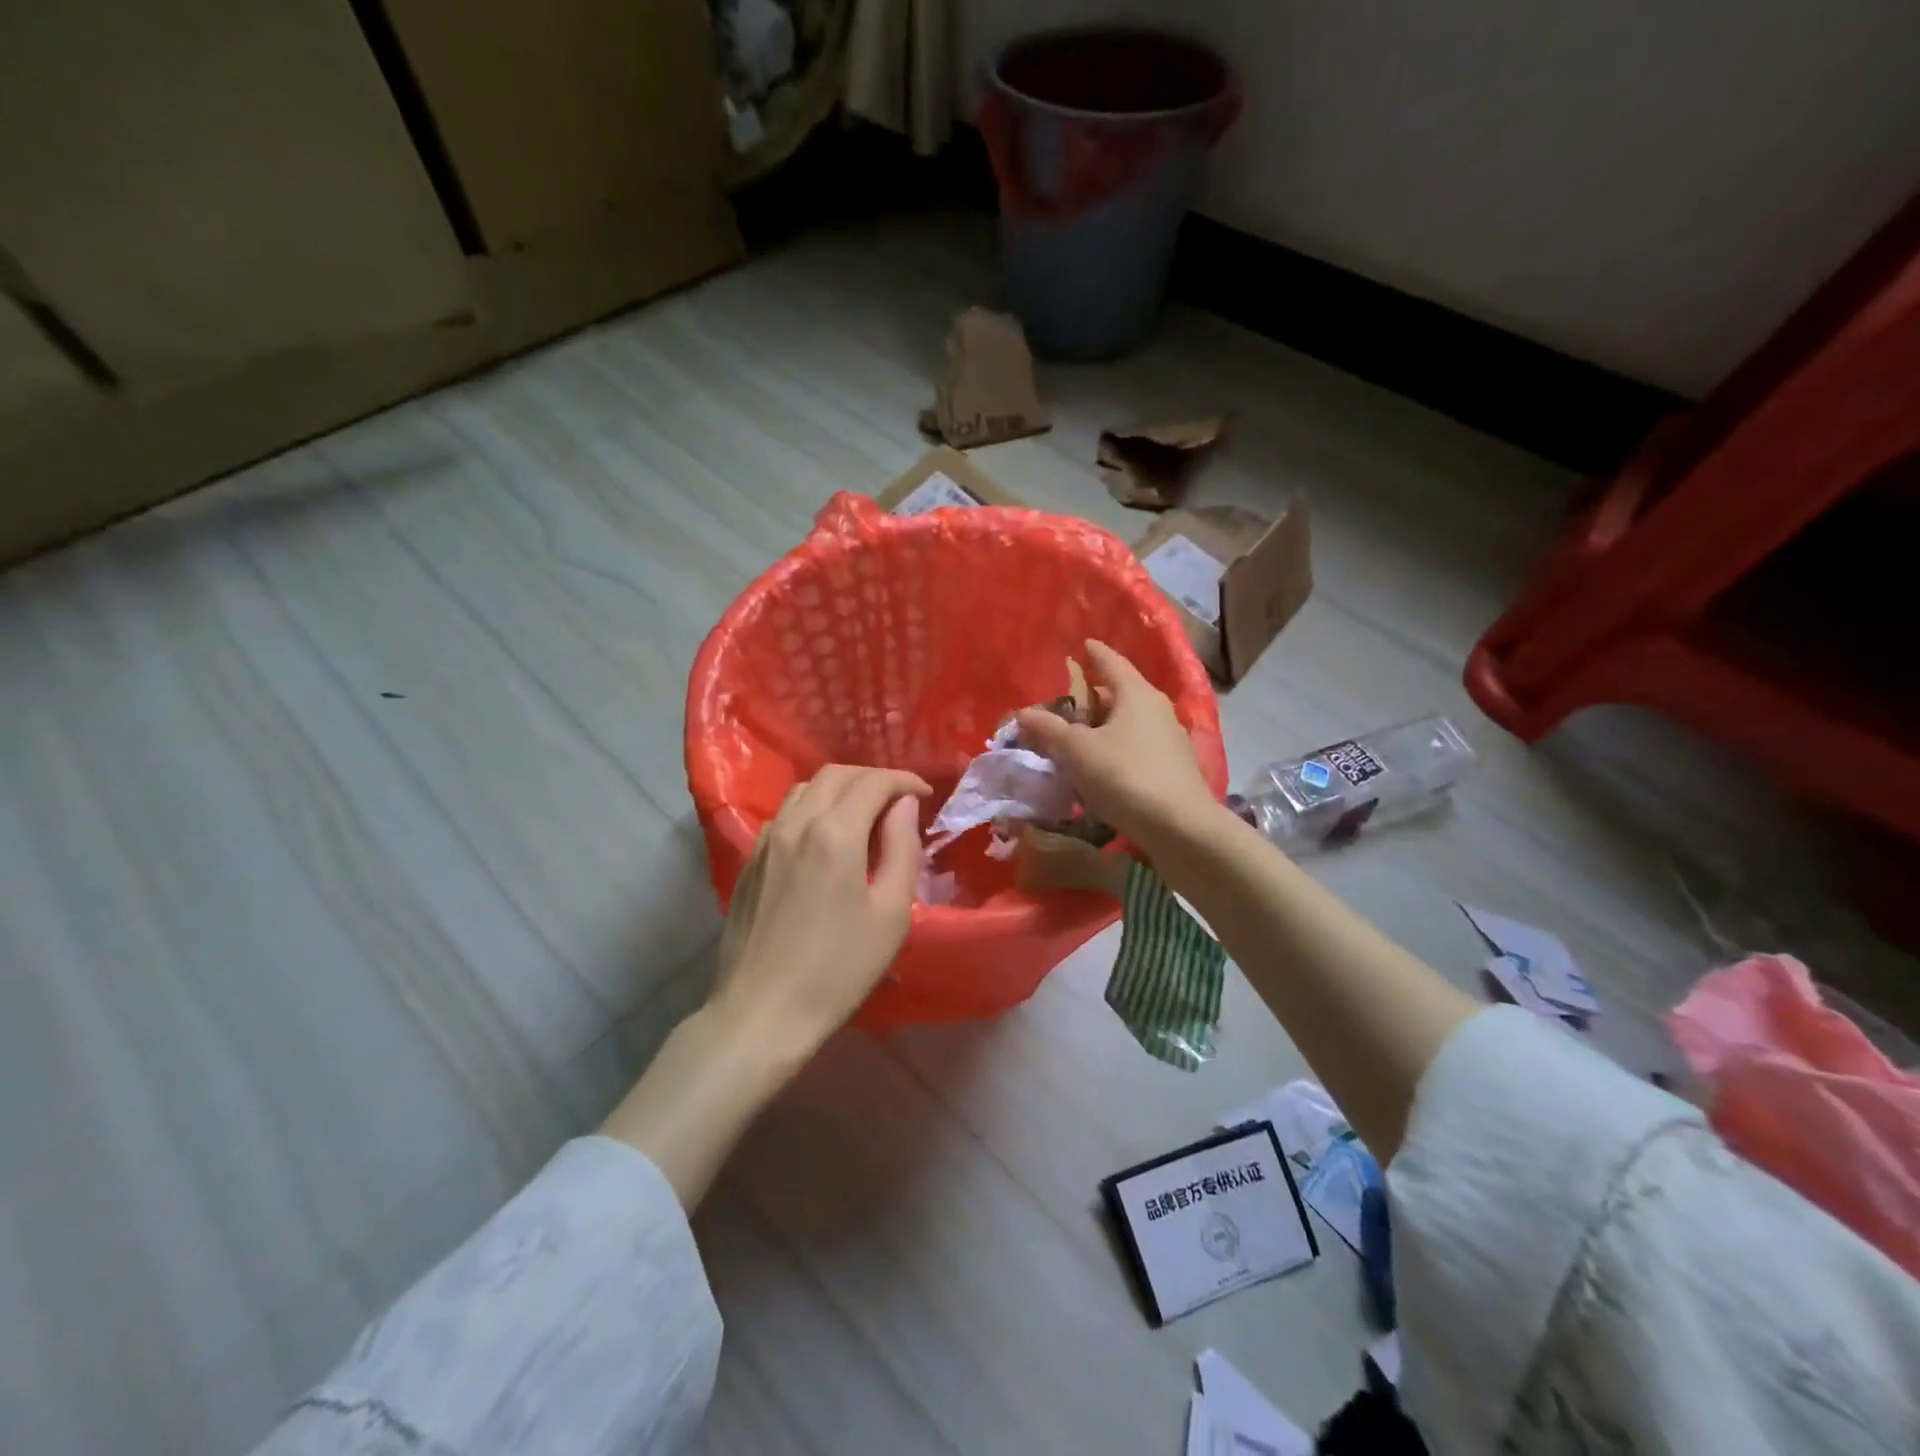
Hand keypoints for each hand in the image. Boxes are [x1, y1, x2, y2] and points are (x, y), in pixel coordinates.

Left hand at [708, 764, 929, 1058]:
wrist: (762, 1012)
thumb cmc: (839, 968)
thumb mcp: (891, 913)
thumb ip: (902, 848)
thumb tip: (904, 806)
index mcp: (835, 832)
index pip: (873, 782)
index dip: (904, 781)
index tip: (925, 795)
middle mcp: (796, 823)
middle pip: (836, 775)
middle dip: (873, 779)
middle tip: (899, 801)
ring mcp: (766, 840)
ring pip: (805, 789)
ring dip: (840, 789)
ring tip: (864, 814)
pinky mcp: (749, 861)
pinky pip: (784, 814)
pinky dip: (812, 809)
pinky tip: (824, 839)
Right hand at [1015, 640, 1219, 857]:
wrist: (1181, 829)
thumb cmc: (1125, 776)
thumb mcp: (1077, 751)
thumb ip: (1049, 730)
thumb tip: (1023, 713)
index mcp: (1136, 694)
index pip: (1112, 662)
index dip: (1095, 654)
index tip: (1084, 645)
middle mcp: (1158, 710)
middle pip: (1120, 695)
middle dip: (1093, 697)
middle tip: (1066, 704)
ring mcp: (1170, 741)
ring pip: (1129, 724)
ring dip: (1104, 728)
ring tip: (1078, 738)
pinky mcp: (1174, 770)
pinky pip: (1137, 749)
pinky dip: (1116, 751)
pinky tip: (1101, 769)